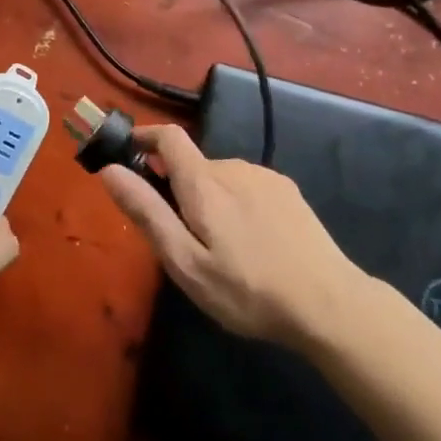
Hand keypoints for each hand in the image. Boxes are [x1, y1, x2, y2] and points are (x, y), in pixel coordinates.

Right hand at [99, 125, 360, 347]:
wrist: (330, 304)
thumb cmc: (248, 290)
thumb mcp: (186, 262)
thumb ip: (147, 212)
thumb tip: (110, 169)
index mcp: (204, 182)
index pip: (168, 137)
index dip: (145, 137)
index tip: (128, 153)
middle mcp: (233, 167)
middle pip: (193, 164)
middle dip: (176, 187)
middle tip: (179, 237)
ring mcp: (265, 177)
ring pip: (221, 178)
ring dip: (208, 198)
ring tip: (218, 249)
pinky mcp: (288, 192)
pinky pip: (247, 187)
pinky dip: (235, 204)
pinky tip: (250, 244)